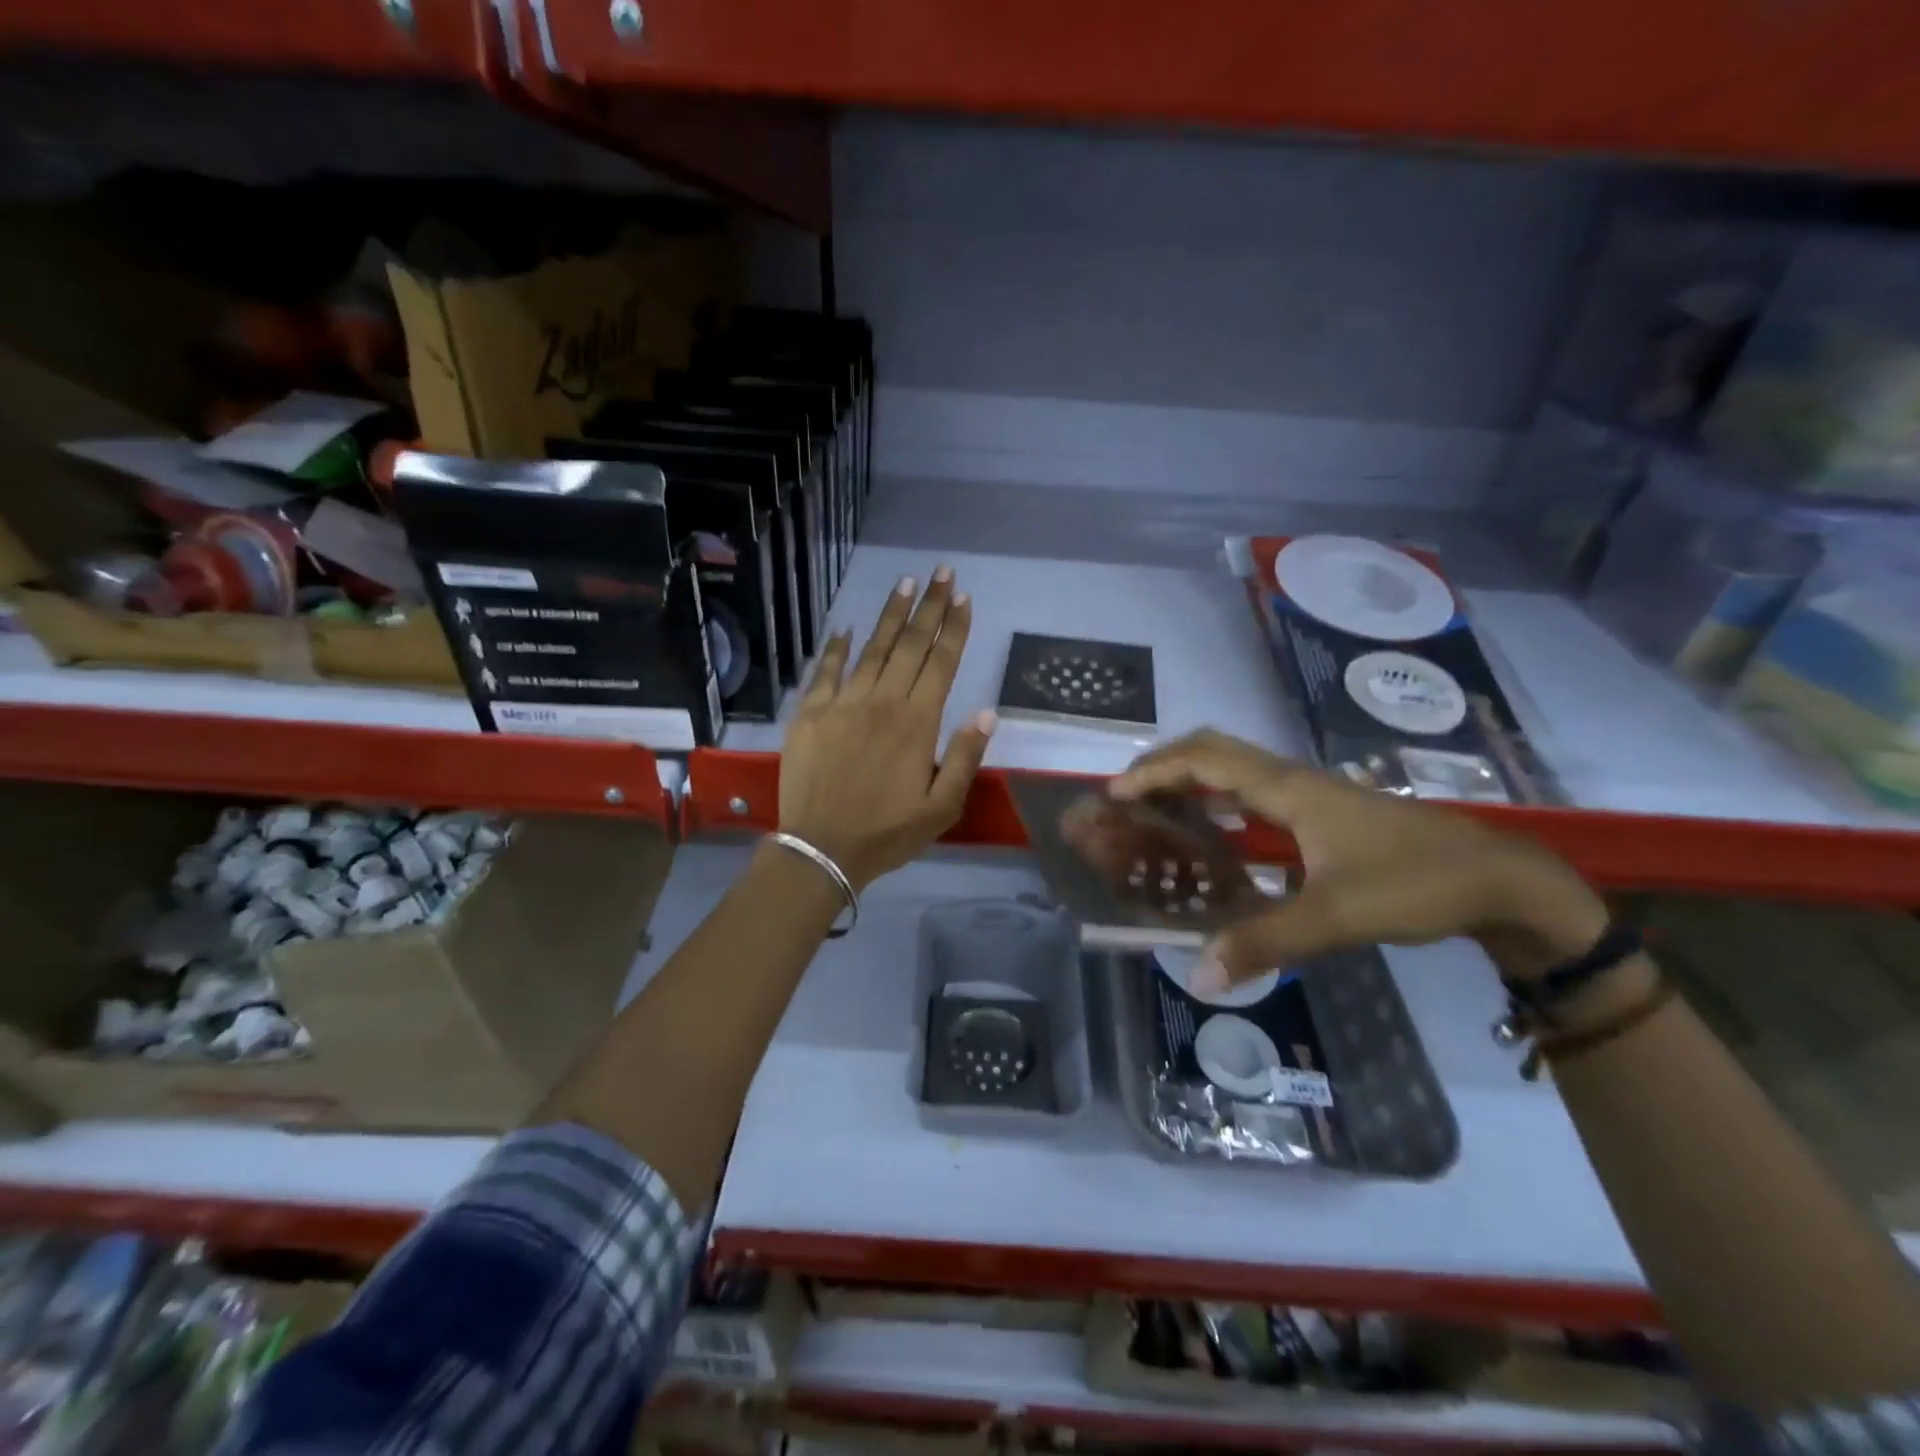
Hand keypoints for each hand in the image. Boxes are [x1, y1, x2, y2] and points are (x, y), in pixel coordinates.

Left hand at [778, 568, 994, 887]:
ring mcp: (843, 704)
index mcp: (917, 722)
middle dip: (929, 606)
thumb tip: (987, 712)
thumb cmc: (888, 832)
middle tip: (941, 572)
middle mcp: (882, 702)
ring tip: (905, 584)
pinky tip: (846, 627)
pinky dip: (836, 647)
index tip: (963, 597)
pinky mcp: (810, 713)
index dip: (954, 628)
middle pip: (911, 645)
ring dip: (891, 615)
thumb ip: (965, 757)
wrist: (822, 848)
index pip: (941, 663)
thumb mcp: (942, 807)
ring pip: (872, 649)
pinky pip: (825, 671)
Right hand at [1109, 730, 1607, 991]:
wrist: (1498, 879)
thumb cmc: (1416, 884)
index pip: (1207, 762)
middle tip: (1128, 793)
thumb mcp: (1337, 916)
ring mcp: (1310, 791)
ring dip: (1191, 774)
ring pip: (1236, 764)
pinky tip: (1216, 826)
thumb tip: (1200, 974)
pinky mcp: (1324, 809)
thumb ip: (1265, 941)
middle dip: (1165, 762)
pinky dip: (1219, 793)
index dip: (1157, 772)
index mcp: (1289, 790)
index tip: (1116, 792)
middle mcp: (1293, 779)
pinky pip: (1254, 786)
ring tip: (1156, 804)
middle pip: (1215, 748)